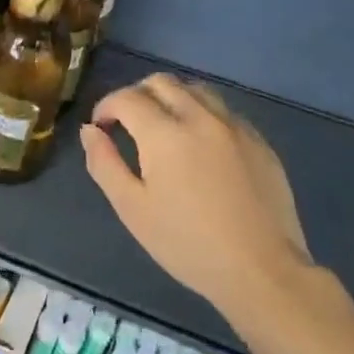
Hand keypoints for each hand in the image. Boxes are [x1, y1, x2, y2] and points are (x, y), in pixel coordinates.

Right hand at [80, 74, 313, 316]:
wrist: (262, 271)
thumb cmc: (187, 243)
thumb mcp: (132, 208)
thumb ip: (104, 163)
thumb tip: (90, 131)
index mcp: (164, 133)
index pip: (126, 97)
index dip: (106, 107)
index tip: (102, 128)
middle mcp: (200, 117)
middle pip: (161, 82)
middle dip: (137, 95)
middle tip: (129, 124)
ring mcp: (234, 126)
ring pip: (196, 90)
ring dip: (171, 99)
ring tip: (164, 128)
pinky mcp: (259, 141)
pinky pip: (223, 111)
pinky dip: (202, 114)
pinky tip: (201, 146)